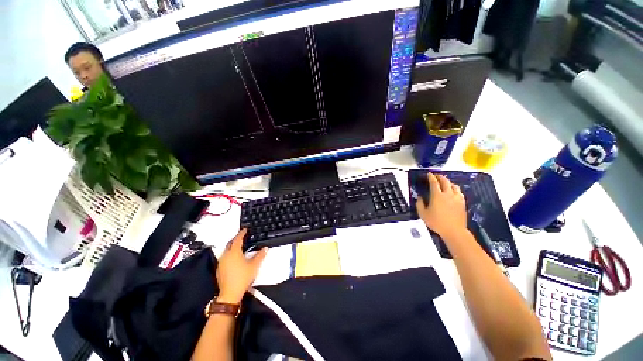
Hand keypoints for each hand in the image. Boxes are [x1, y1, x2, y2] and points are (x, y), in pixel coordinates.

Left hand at [216, 229, 266, 303]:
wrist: (230, 294)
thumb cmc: (242, 278)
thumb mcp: (254, 266)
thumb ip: (260, 255)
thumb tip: (265, 248)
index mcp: (234, 252)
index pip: (237, 239)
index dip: (241, 233)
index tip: (245, 230)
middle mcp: (226, 255)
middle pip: (230, 244)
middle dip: (236, 239)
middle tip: (242, 237)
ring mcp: (221, 263)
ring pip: (226, 250)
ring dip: (232, 247)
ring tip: (239, 247)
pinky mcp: (219, 269)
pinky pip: (224, 257)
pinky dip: (229, 254)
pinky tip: (234, 258)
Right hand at [416, 173, 467, 239]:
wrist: (454, 231)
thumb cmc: (436, 222)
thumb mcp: (423, 214)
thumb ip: (419, 204)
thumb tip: (420, 197)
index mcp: (437, 195)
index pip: (434, 182)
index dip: (431, 177)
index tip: (428, 174)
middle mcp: (447, 194)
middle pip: (445, 181)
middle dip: (440, 177)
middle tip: (436, 176)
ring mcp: (456, 198)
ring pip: (454, 185)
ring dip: (448, 182)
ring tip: (445, 183)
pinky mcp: (462, 203)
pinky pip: (459, 192)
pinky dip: (455, 189)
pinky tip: (453, 192)